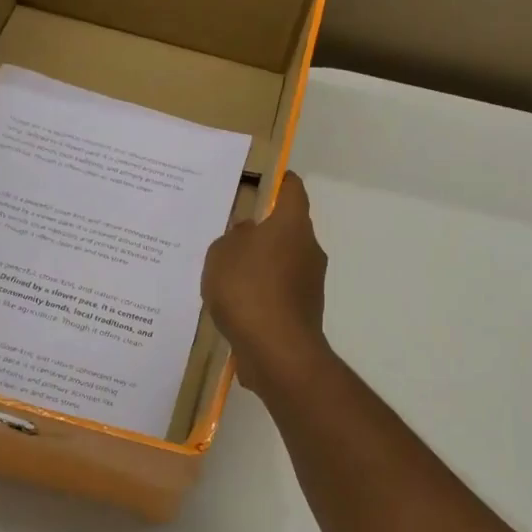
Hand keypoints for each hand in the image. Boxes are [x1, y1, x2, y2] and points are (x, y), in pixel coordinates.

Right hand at [202, 172, 332, 398]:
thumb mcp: (222, 253)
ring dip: (260, 265)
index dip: (277, 181)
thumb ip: (232, 237)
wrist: (276, 350)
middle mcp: (309, 248)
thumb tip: (247, 234)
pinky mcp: (304, 311)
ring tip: (226, 274)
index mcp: (292, 224)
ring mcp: (310, 282)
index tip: (257, 182)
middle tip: (229, 234)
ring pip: (282, 262)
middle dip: (262, 230)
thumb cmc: (247, 289)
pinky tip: (236, 305)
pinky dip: (261, 293)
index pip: (292, 189)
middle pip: (287, 228)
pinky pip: (279, 292)